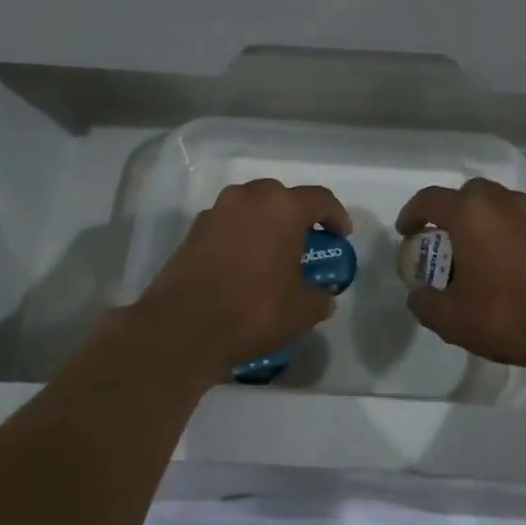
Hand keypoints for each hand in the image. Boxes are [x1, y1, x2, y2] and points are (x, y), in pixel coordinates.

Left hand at [132, 179, 351, 378]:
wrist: (182, 328)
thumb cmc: (253, 310)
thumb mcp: (300, 311)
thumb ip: (318, 298)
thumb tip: (324, 298)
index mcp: (282, 208)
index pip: (319, 199)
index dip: (336, 216)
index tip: (343, 236)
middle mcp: (249, 198)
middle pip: (282, 196)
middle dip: (297, 215)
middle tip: (306, 241)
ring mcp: (217, 211)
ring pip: (251, 207)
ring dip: (266, 223)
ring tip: (273, 252)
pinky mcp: (193, 230)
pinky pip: (228, 223)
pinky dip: (241, 235)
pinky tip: (243, 264)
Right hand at [396, 178, 525, 376]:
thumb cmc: (506, 315)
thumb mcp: (451, 319)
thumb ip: (425, 303)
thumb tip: (418, 294)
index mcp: (470, 213)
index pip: (430, 199)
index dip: (412, 213)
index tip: (406, 233)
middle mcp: (501, 202)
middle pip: (467, 194)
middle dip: (449, 212)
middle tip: (442, 241)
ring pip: (497, 204)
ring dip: (480, 220)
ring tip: (474, 253)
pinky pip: (518, 221)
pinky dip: (504, 232)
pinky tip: (504, 264)